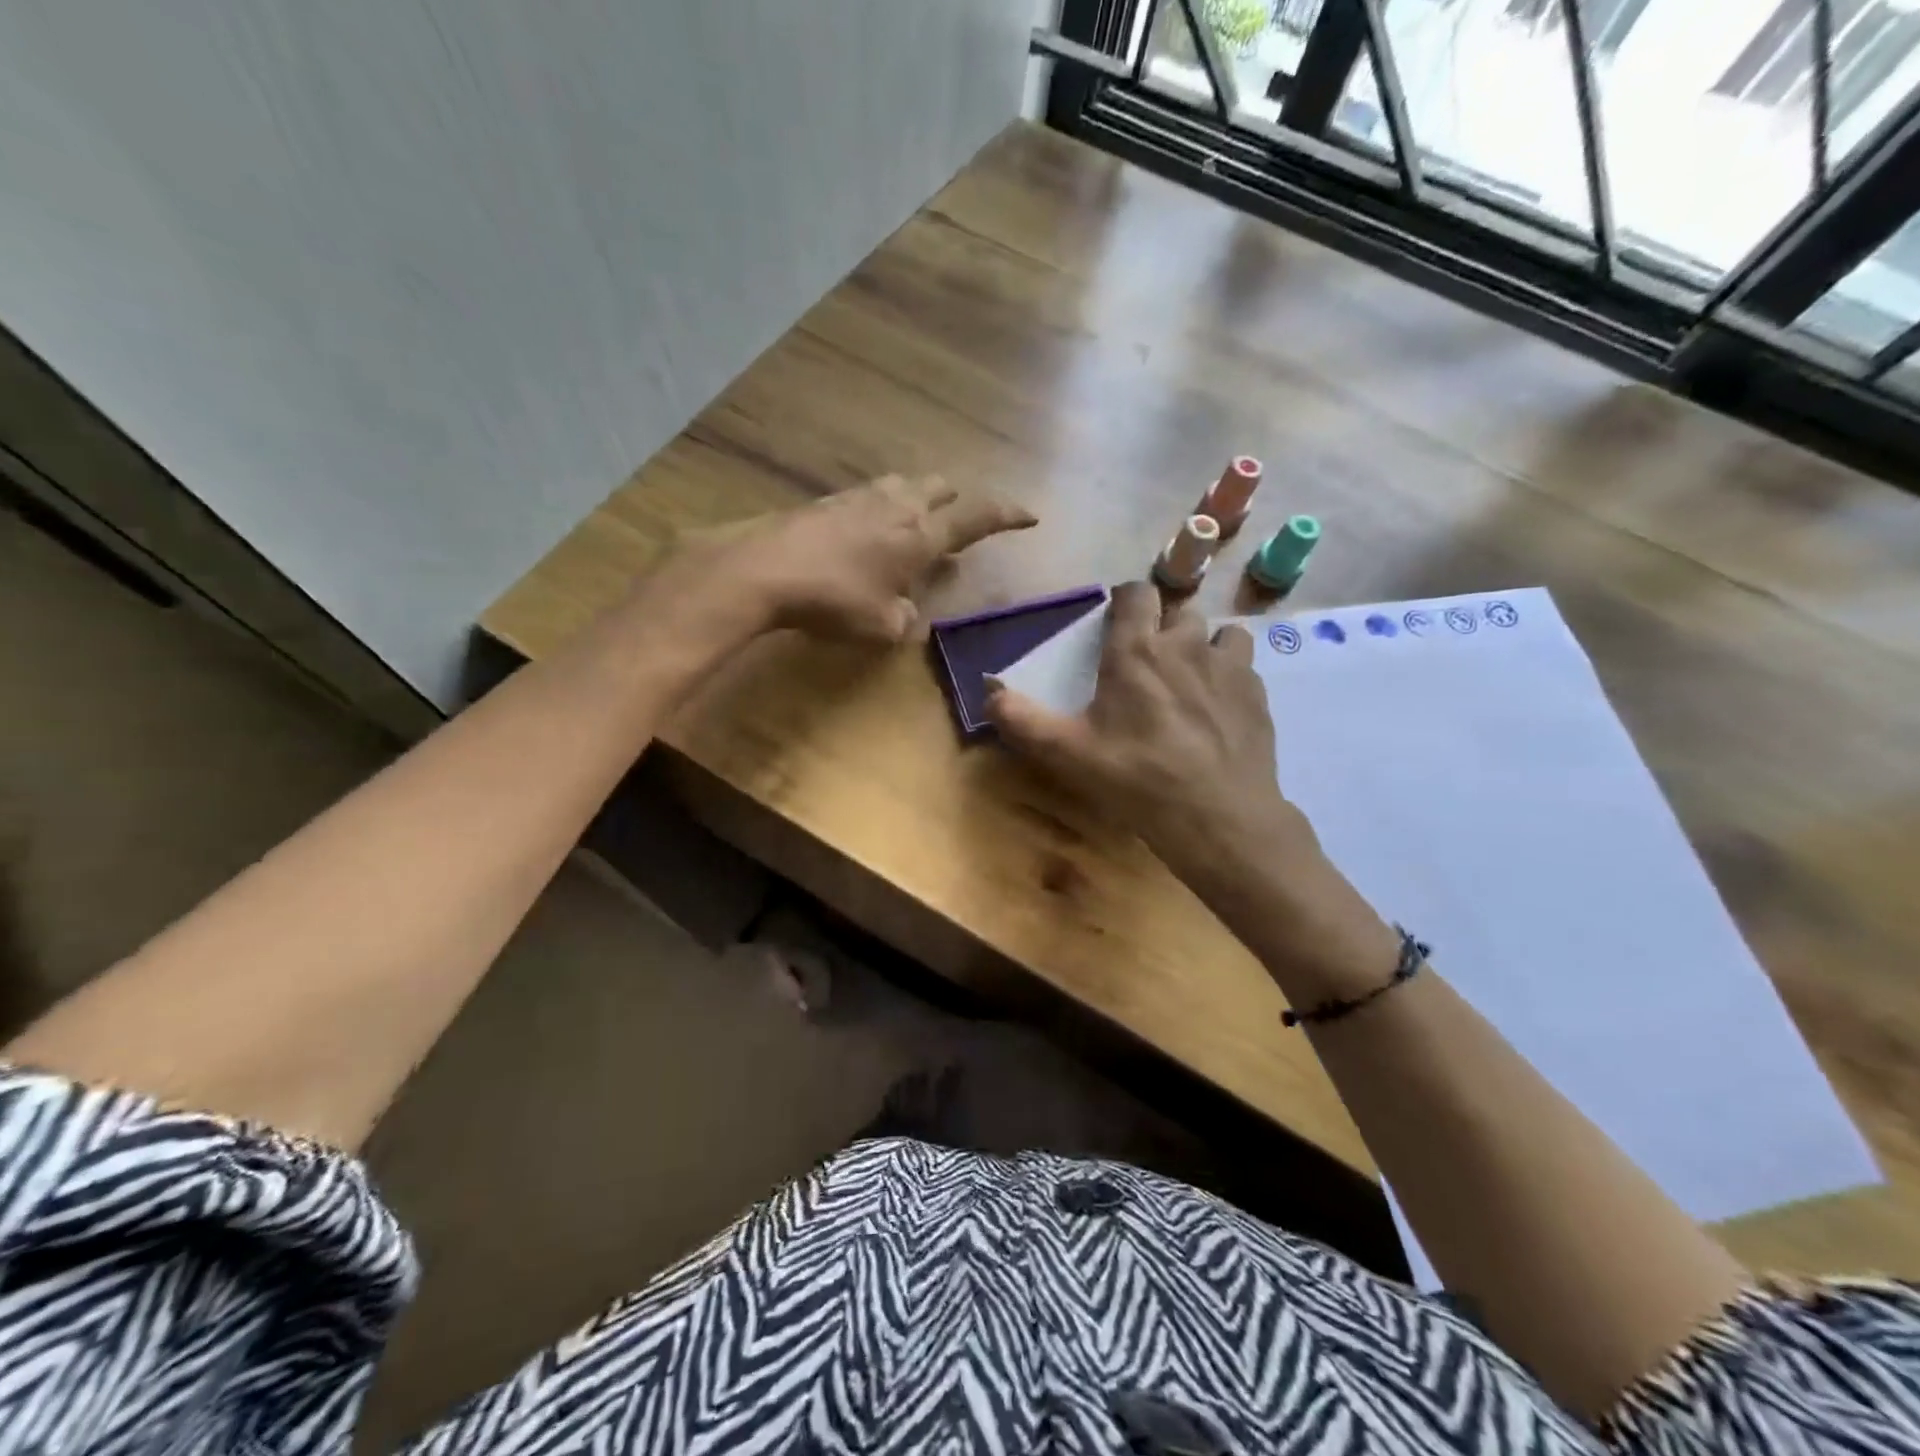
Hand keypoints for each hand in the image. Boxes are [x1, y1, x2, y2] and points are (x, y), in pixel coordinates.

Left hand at [692, 475, 1035, 642]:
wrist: (762, 570)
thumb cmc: (834, 600)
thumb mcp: (882, 626)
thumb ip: (905, 619)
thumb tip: (906, 612)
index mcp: (921, 536)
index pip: (976, 518)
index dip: (1006, 516)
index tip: (1030, 515)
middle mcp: (897, 506)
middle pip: (939, 488)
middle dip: (957, 501)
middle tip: (960, 519)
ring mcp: (859, 498)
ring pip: (903, 485)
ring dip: (918, 499)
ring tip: (915, 521)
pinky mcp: (827, 501)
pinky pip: (869, 496)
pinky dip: (882, 508)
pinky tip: (869, 528)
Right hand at [987, 581, 1396, 994]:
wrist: (1218, 816)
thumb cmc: (1136, 778)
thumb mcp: (1067, 754)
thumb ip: (1021, 720)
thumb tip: (988, 693)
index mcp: (1136, 651)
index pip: (1136, 594)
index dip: (1126, 601)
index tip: (1118, 622)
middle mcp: (1186, 644)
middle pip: (1178, 611)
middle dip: (1163, 627)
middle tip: (1149, 662)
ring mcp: (1228, 666)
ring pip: (1219, 632)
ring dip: (1204, 645)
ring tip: (1191, 677)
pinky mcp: (1257, 694)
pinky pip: (1243, 665)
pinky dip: (1230, 675)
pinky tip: (1219, 708)